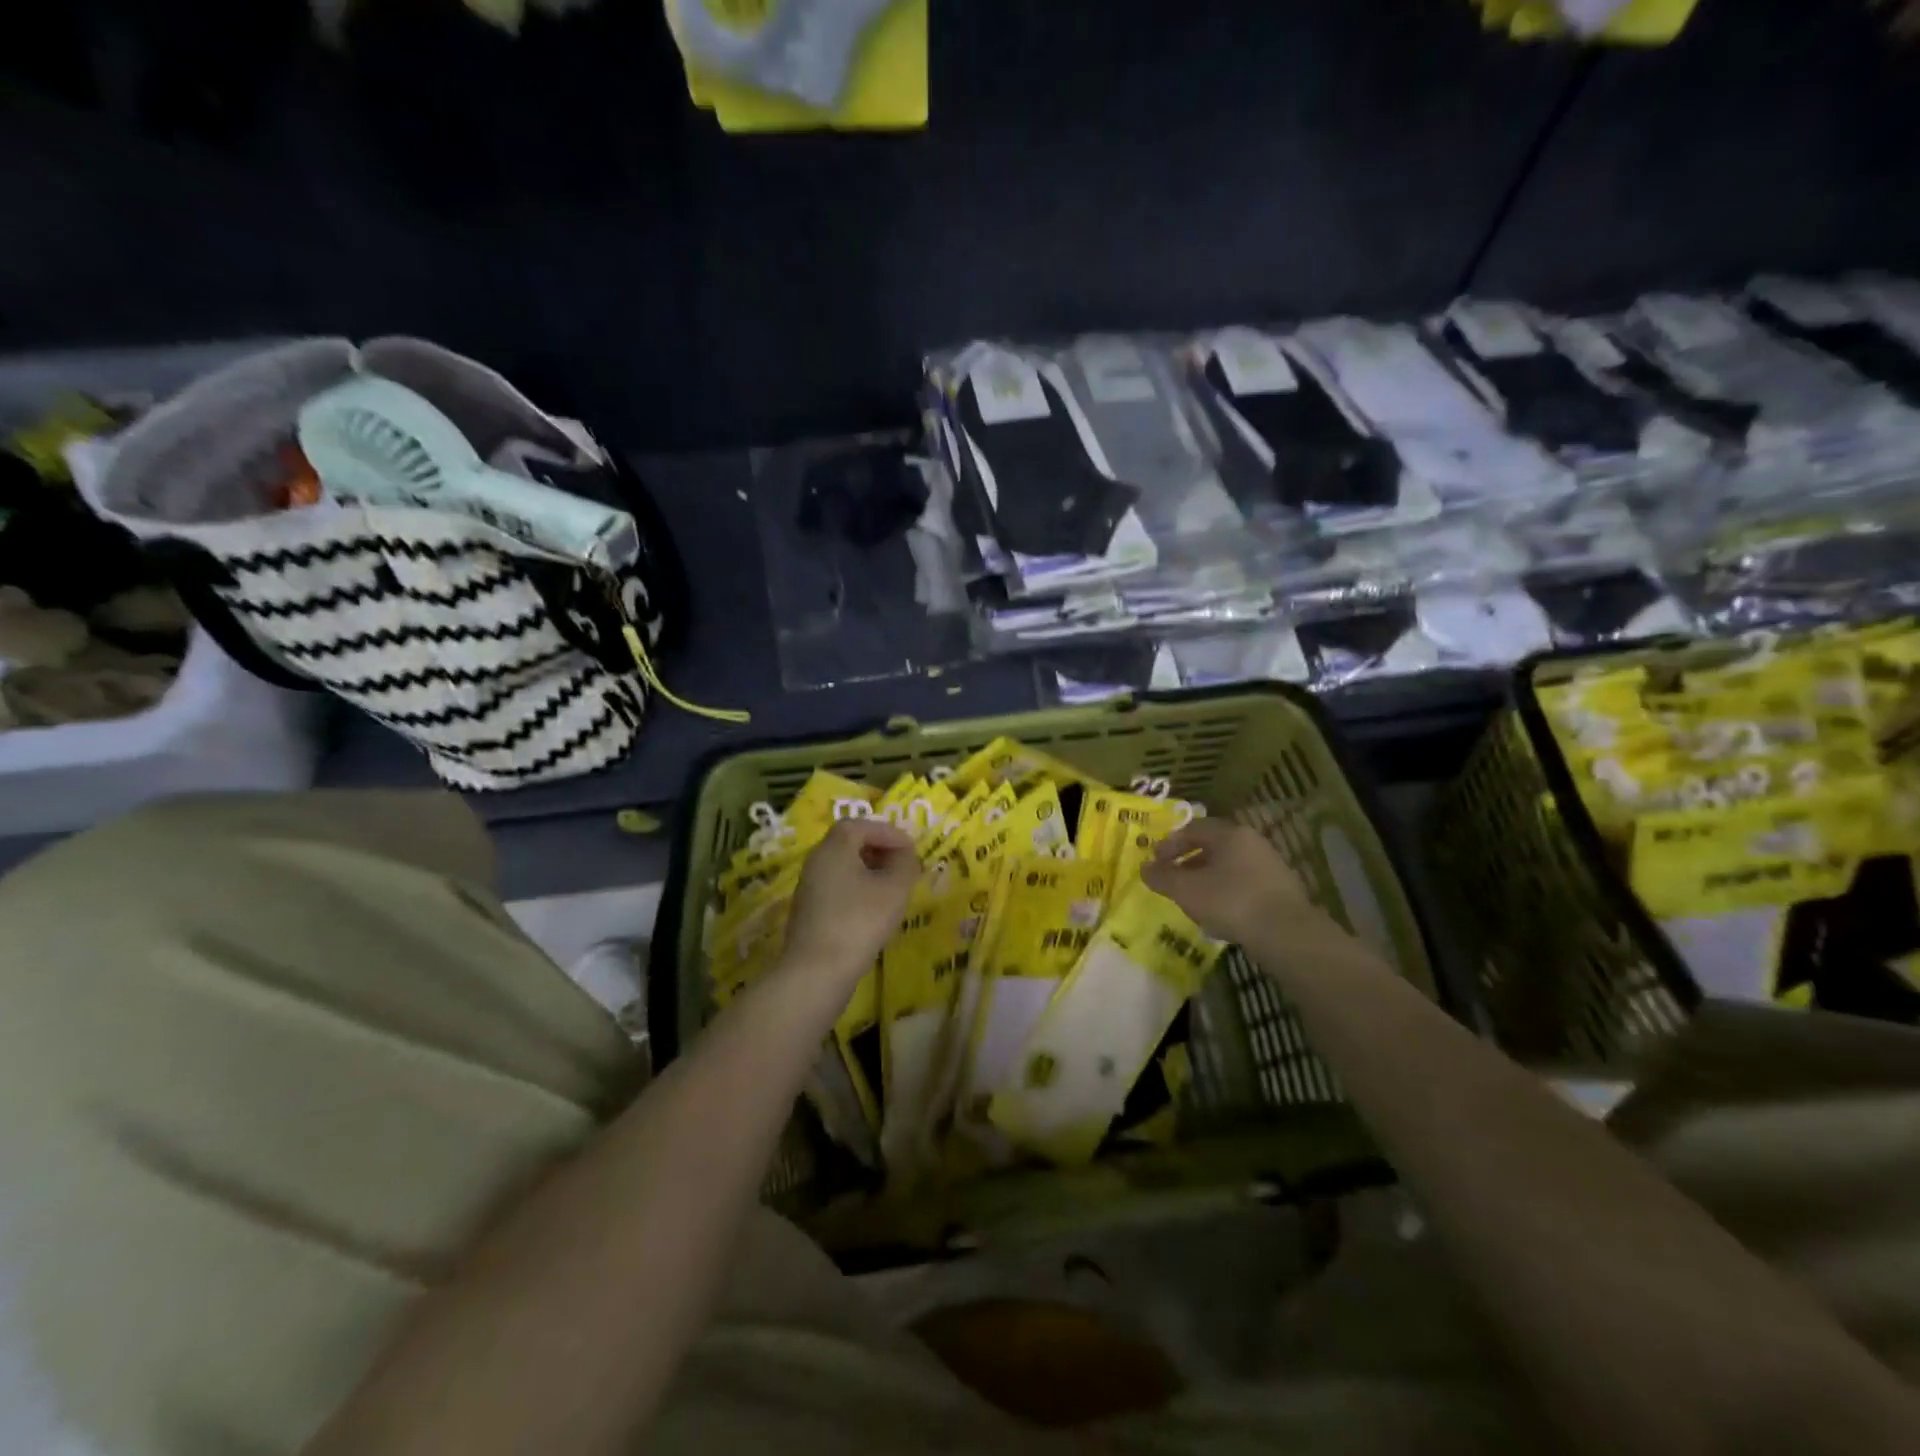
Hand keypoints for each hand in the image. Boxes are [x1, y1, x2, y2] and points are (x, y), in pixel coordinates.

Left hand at [780, 819, 920, 983]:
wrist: (816, 972)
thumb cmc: (859, 922)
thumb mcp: (894, 889)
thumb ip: (905, 864)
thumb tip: (905, 855)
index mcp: (833, 848)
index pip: (860, 825)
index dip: (888, 832)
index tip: (911, 848)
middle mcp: (817, 861)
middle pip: (849, 843)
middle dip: (879, 849)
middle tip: (904, 864)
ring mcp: (810, 888)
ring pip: (843, 866)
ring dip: (870, 870)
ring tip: (894, 887)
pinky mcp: (810, 912)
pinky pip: (838, 887)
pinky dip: (859, 888)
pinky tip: (875, 909)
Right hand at [1141, 820, 1332, 948]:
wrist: (1285, 933)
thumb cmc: (1230, 901)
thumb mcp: (1186, 890)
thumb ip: (1161, 877)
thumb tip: (1144, 868)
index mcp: (1229, 834)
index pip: (1193, 828)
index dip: (1169, 843)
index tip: (1155, 861)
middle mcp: (1252, 842)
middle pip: (1213, 846)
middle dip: (1188, 861)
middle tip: (1172, 879)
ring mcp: (1270, 865)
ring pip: (1229, 866)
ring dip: (1207, 879)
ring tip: (1193, 899)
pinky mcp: (1281, 890)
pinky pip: (1244, 884)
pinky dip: (1226, 893)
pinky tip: (1219, 914)